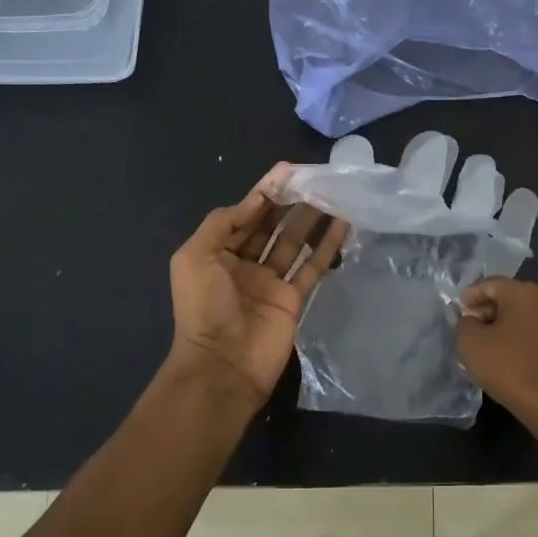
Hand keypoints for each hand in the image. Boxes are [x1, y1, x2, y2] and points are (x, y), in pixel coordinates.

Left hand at [165, 167, 349, 404]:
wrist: (223, 365)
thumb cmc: (204, 307)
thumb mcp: (196, 257)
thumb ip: (222, 223)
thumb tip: (254, 200)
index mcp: (217, 253)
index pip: (244, 215)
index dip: (263, 193)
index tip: (287, 171)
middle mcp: (243, 264)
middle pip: (270, 226)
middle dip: (289, 202)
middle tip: (314, 179)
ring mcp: (270, 282)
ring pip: (293, 242)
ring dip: (310, 218)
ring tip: (331, 194)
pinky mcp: (294, 299)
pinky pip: (312, 266)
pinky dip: (327, 245)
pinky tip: (342, 224)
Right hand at [457, 278, 537, 421]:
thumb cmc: (509, 367)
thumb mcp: (470, 343)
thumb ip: (463, 324)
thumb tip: (469, 319)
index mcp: (524, 292)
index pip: (490, 284)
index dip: (470, 296)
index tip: (457, 311)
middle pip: (510, 298)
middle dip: (487, 310)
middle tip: (469, 328)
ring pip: (524, 316)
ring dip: (504, 326)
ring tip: (486, 345)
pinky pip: (536, 333)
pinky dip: (520, 338)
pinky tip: (508, 356)